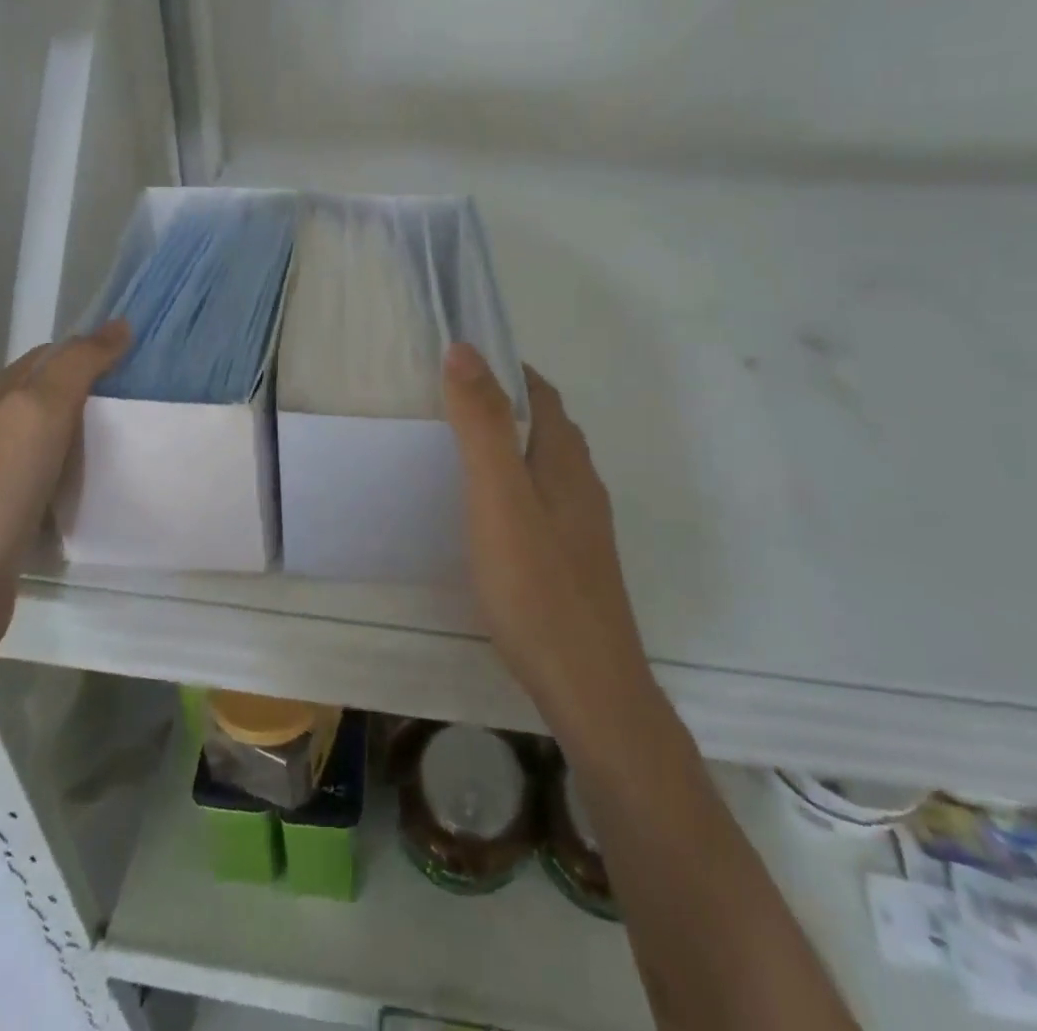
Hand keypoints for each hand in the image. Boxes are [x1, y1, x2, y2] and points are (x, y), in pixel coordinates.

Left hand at [0, 320, 129, 653]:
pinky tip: (97, 490)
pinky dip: (73, 478)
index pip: (45, 358)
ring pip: (45, 443)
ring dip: (84, 437)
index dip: (89, 352)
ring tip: (132, 442)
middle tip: (145, 402)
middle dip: (91, 394)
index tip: (139, 362)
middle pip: (44, 399)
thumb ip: (76, 366)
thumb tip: (119, 326)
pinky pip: (45, 484)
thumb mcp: (36, 414)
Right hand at [443, 342, 645, 735]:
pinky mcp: (573, 561)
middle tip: (447, 402)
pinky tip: (484, 515)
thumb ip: (481, 424)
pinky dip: (512, 486)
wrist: (589, 687)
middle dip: (503, 404)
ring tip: (456, 451)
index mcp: (567, 461)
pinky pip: (540, 502)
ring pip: (544, 466)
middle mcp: (582, 485)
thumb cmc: (537, 585)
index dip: (506, 370)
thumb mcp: (499, 496)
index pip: (542, 394)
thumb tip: (465, 349)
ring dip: (508, 446)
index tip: (461, 362)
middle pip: (545, 427)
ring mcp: (581, 527)